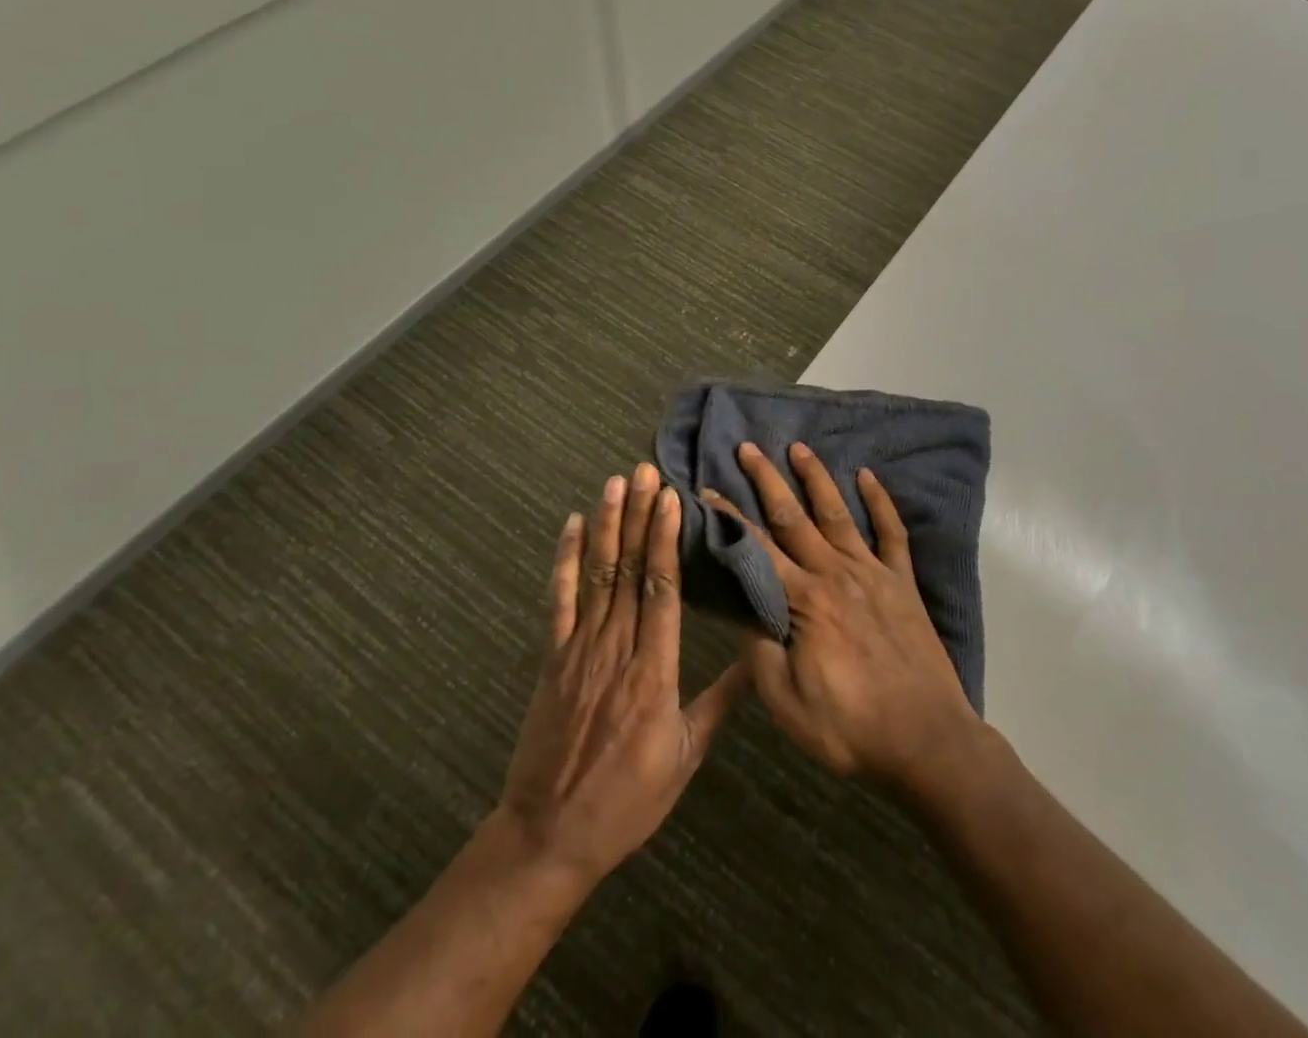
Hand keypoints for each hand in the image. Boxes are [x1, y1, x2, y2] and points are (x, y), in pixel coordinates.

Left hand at [493, 465, 749, 884]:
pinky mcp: (553, 658)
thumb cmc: (628, 800)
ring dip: (608, 526)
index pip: (663, 590)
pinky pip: (559, 601)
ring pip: (598, 575)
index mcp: (654, 670)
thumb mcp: (685, 756)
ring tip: (616, 483)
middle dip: (640, 516)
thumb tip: (756, 660)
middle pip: (631, 570)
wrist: (550, 835)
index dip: (666, 540)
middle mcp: (617, 648)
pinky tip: (573, 526)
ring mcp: (579, 649)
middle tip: (646, 472)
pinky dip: (566, 561)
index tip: (673, 500)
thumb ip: (720, 702)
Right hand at [706, 442, 979, 789]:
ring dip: (816, 478)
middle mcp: (835, 573)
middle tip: (748, 448)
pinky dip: (881, 502)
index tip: (708, 489)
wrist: (926, 739)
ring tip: (798, 448)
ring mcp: (873, 573)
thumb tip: (741, 605)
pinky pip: (892, 532)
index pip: (756, 548)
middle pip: (793, 517)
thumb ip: (759, 649)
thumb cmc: (849, 726)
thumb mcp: (786, 700)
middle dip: (767, 480)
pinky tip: (869, 476)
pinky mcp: (902, 582)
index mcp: (803, 601)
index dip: (729, 518)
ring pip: (838, 513)